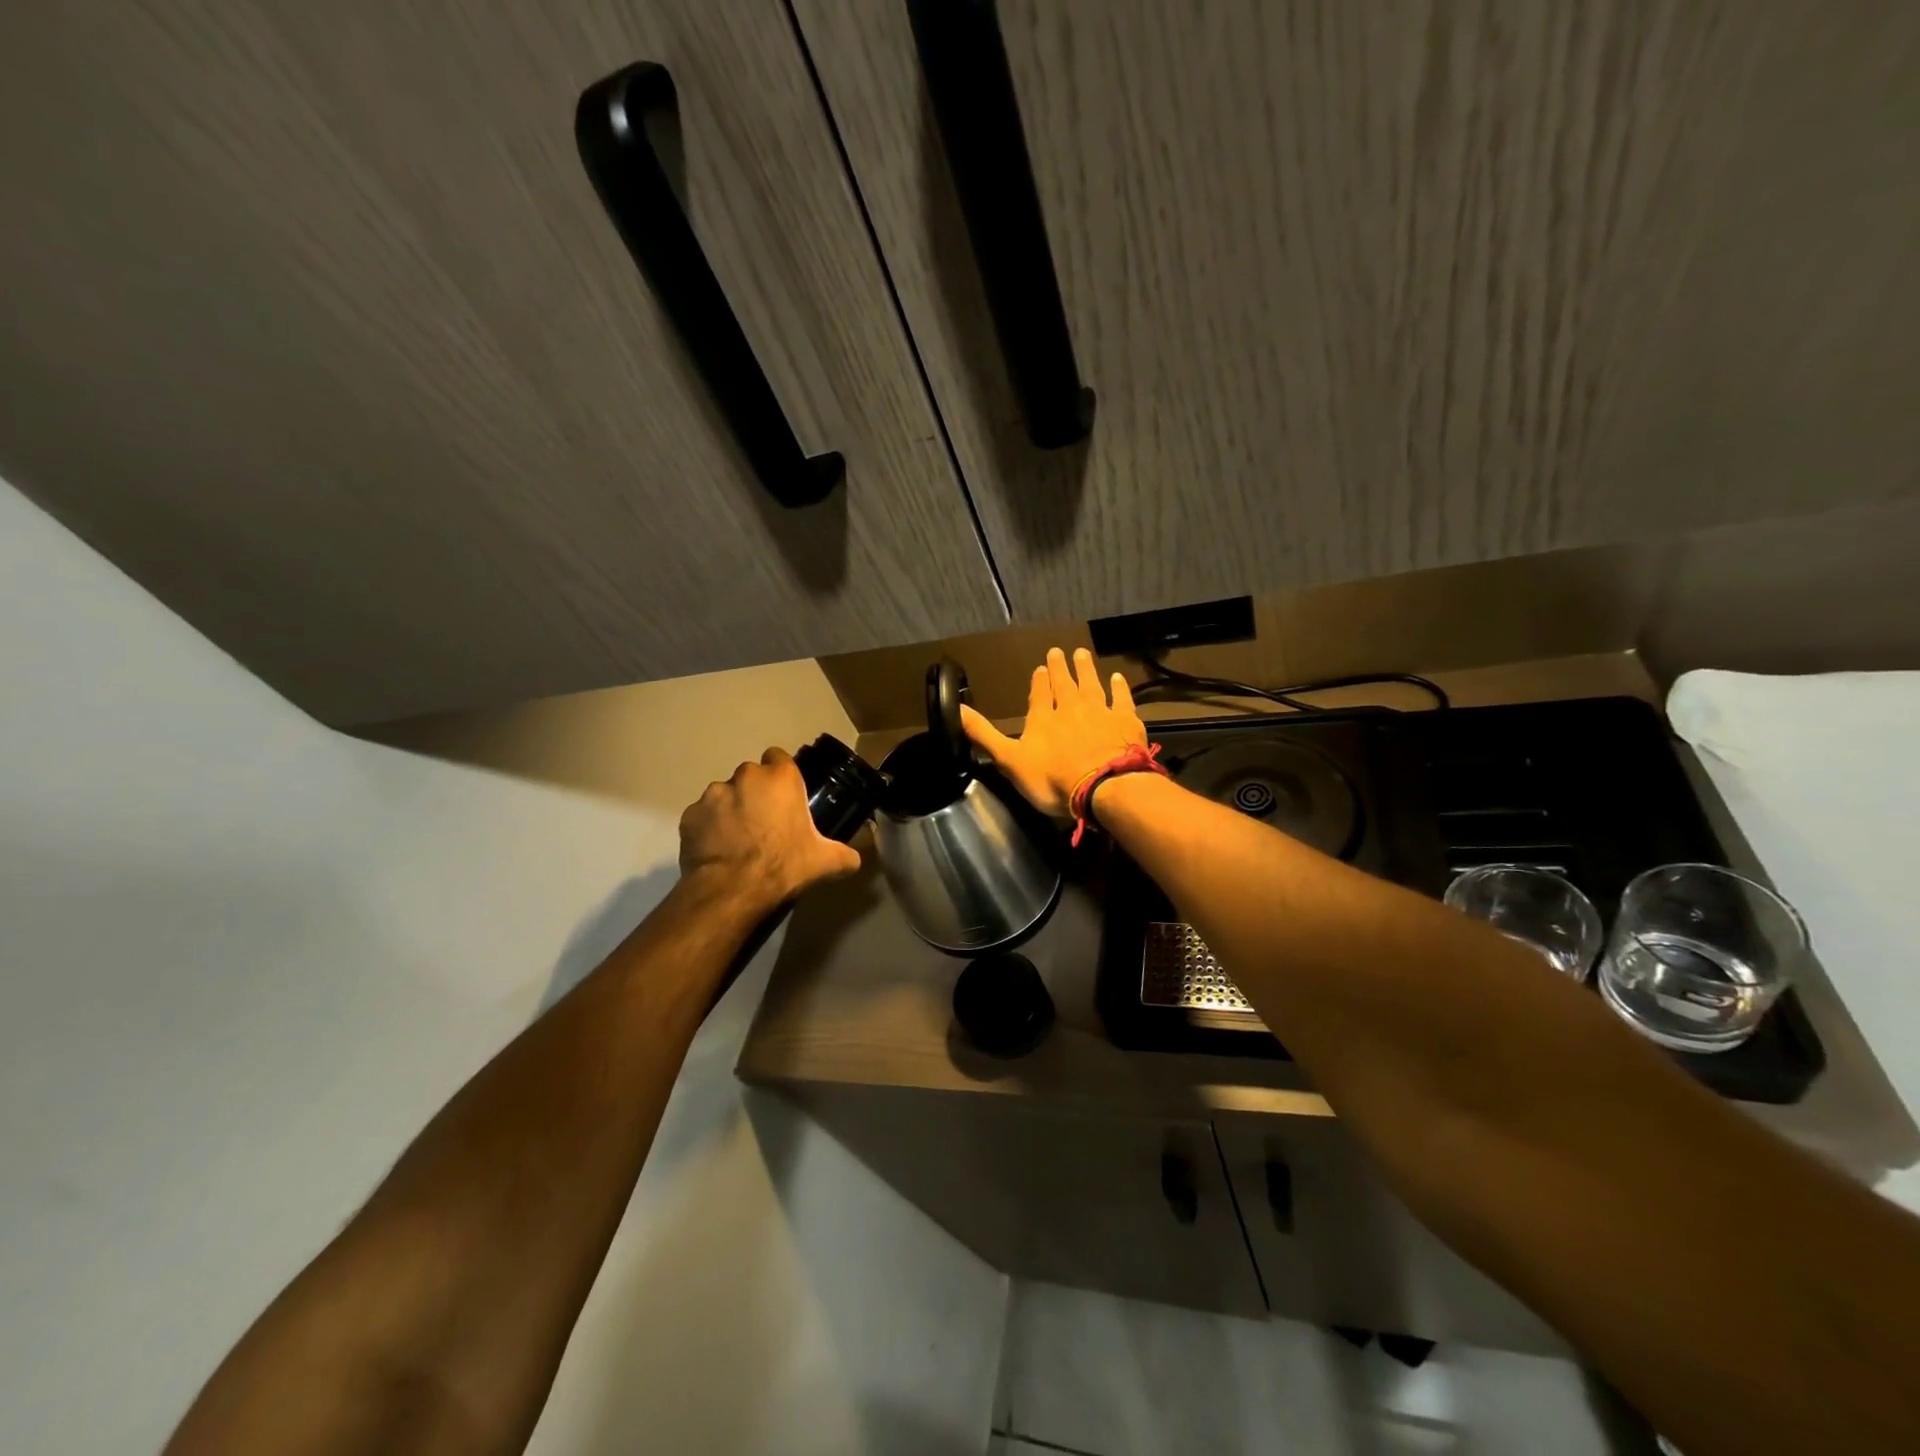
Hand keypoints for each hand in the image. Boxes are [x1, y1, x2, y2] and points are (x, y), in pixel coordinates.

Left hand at [678, 747, 861, 911]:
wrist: (732, 890)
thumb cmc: (783, 865)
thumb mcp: (825, 862)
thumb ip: (845, 855)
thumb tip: (855, 859)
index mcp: (780, 778)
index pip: (780, 757)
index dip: (782, 775)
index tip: (786, 796)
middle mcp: (745, 776)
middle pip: (751, 776)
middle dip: (756, 793)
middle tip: (765, 822)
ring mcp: (713, 794)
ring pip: (724, 794)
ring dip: (731, 809)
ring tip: (738, 839)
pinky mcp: (689, 815)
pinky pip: (703, 816)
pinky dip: (709, 828)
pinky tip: (717, 850)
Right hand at [960, 647, 1147, 817]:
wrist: (1104, 787)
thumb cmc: (1053, 779)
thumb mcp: (1009, 760)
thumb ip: (983, 734)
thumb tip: (956, 708)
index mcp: (1042, 719)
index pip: (1038, 694)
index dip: (1038, 681)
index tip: (1040, 667)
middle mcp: (1070, 708)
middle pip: (1064, 684)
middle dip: (1060, 668)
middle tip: (1059, 652)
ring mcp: (1100, 712)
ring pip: (1091, 685)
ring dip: (1086, 669)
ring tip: (1082, 654)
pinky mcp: (1125, 721)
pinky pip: (1121, 699)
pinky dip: (1119, 688)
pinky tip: (1118, 678)